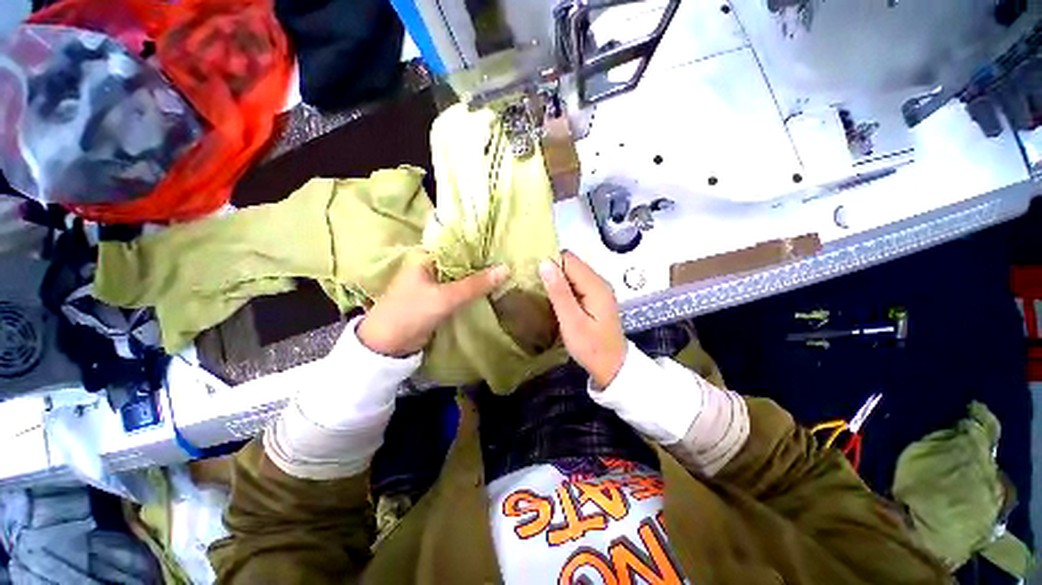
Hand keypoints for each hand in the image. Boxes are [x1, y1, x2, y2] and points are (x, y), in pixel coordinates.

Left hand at [358, 253, 509, 356]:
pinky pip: (459, 289)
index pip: (458, 244)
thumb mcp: (445, 297)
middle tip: (508, 259)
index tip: (502, 247)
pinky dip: (472, 289)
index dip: (480, 246)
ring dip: (478, 277)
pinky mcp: (437, 297)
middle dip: (482, 263)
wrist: (388, 345)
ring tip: (504, 272)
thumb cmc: (411, 313)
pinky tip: (490, 287)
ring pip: (462, 276)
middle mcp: (430, 265)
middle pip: (461, 261)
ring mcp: (434, 282)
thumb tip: (506, 268)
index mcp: (426, 256)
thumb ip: (475, 284)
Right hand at [538, 251, 626, 388]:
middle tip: (532, 283)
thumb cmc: (591, 347)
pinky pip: (575, 283)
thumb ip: (559, 292)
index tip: (531, 273)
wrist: (612, 366)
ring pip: (572, 272)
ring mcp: (598, 288)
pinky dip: (562, 286)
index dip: (549, 262)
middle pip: (571, 263)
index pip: (568, 259)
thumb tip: (545, 263)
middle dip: (551, 269)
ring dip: (555, 278)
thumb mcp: (572, 322)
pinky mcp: (594, 296)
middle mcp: (599, 281)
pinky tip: (551, 297)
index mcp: (595, 285)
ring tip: (538, 289)